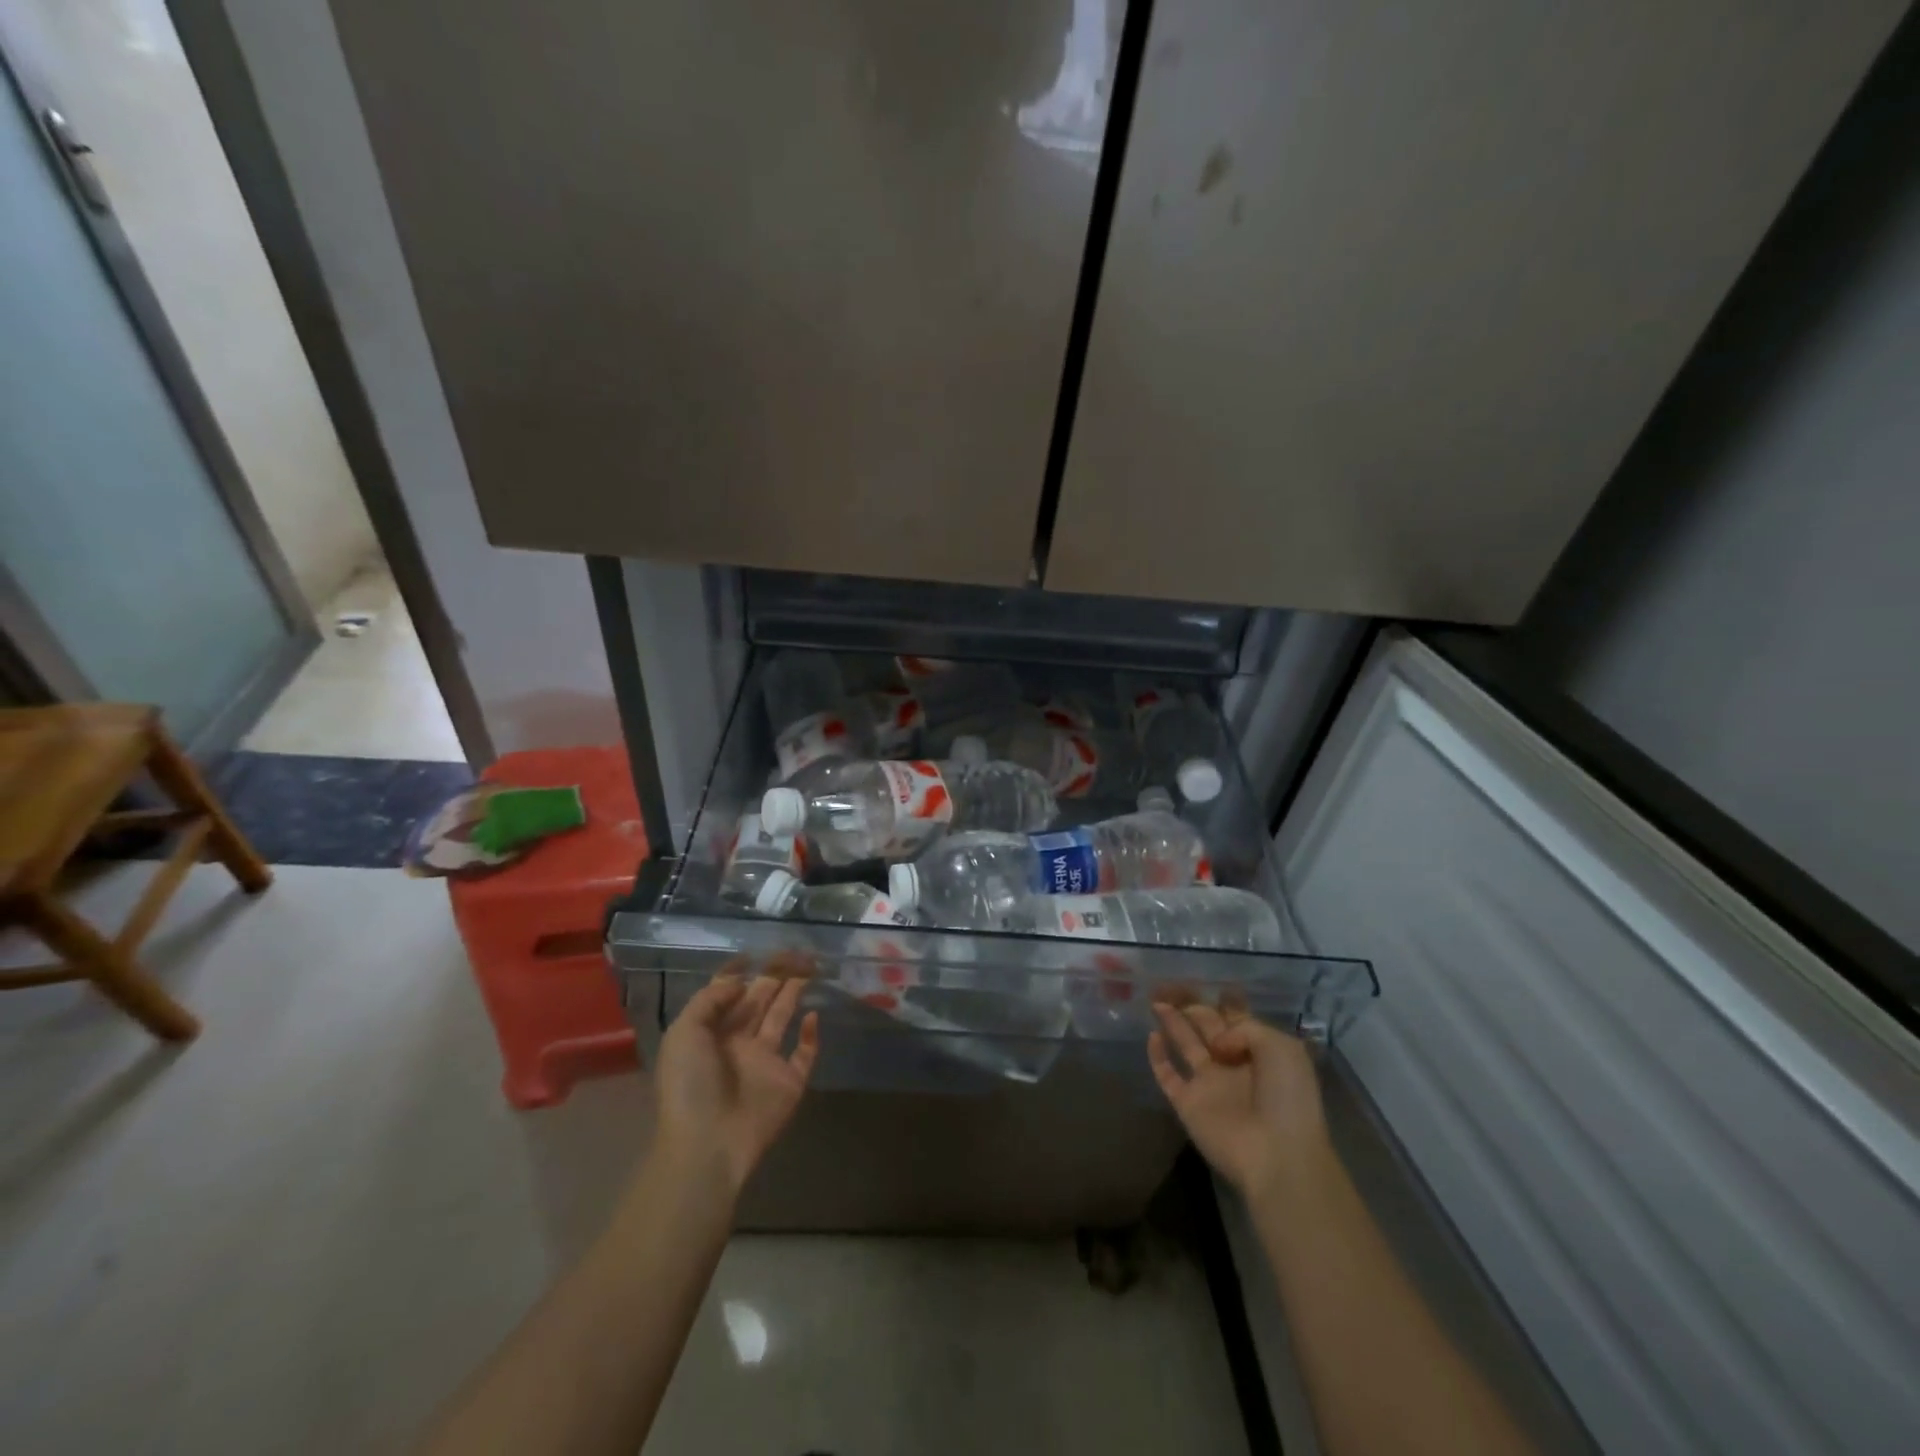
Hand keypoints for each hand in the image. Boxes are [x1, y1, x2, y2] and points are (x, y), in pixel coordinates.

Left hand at [654, 958, 819, 1197]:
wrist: (708, 1144)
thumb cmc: (690, 1085)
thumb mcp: (684, 1033)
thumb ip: (710, 1000)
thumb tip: (741, 982)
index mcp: (711, 1033)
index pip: (728, 995)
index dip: (741, 974)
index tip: (757, 952)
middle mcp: (739, 1043)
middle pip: (759, 1001)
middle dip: (774, 976)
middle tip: (794, 952)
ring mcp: (765, 1063)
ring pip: (782, 1019)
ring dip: (793, 994)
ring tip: (808, 968)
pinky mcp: (789, 1083)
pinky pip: (804, 1055)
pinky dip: (812, 1036)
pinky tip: (814, 1016)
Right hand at [1149, 1003, 1328, 1202]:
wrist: (1277, 1155)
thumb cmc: (1287, 1099)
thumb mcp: (1281, 1048)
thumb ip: (1245, 1029)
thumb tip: (1217, 1045)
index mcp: (1261, 1053)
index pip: (1238, 1020)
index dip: (1224, 1002)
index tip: (1210, 984)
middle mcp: (1233, 1065)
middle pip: (1208, 1028)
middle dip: (1193, 1007)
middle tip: (1171, 985)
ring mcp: (1209, 1085)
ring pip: (1186, 1046)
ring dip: (1173, 1023)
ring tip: (1156, 1001)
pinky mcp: (1187, 1104)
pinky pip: (1168, 1076)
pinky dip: (1158, 1057)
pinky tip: (1152, 1037)